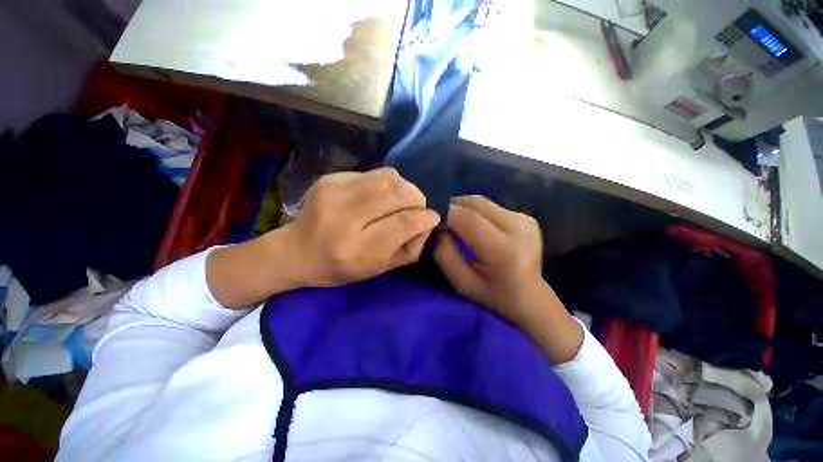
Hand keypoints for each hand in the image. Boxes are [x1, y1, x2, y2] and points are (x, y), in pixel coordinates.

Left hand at [283, 168, 440, 286]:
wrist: (296, 251)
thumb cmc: (341, 267)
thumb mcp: (380, 269)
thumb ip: (410, 248)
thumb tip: (428, 222)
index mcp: (357, 249)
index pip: (403, 224)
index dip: (425, 217)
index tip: (433, 217)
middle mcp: (345, 218)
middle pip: (397, 194)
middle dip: (417, 198)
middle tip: (418, 206)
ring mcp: (335, 193)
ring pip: (387, 177)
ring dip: (404, 187)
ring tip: (402, 199)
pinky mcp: (330, 178)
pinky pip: (372, 173)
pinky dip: (385, 183)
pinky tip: (378, 195)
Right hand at [434, 196, 581, 363]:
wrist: (530, 297)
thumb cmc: (492, 294)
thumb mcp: (460, 282)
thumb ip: (444, 253)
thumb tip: (438, 226)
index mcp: (502, 249)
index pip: (466, 217)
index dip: (446, 215)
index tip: (435, 223)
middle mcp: (518, 227)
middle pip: (475, 203)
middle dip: (454, 208)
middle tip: (444, 222)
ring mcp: (524, 219)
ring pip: (482, 202)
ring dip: (465, 209)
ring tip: (459, 224)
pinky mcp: (526, 216)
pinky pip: (492, 207)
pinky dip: (478, 213)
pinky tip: (478, 227)